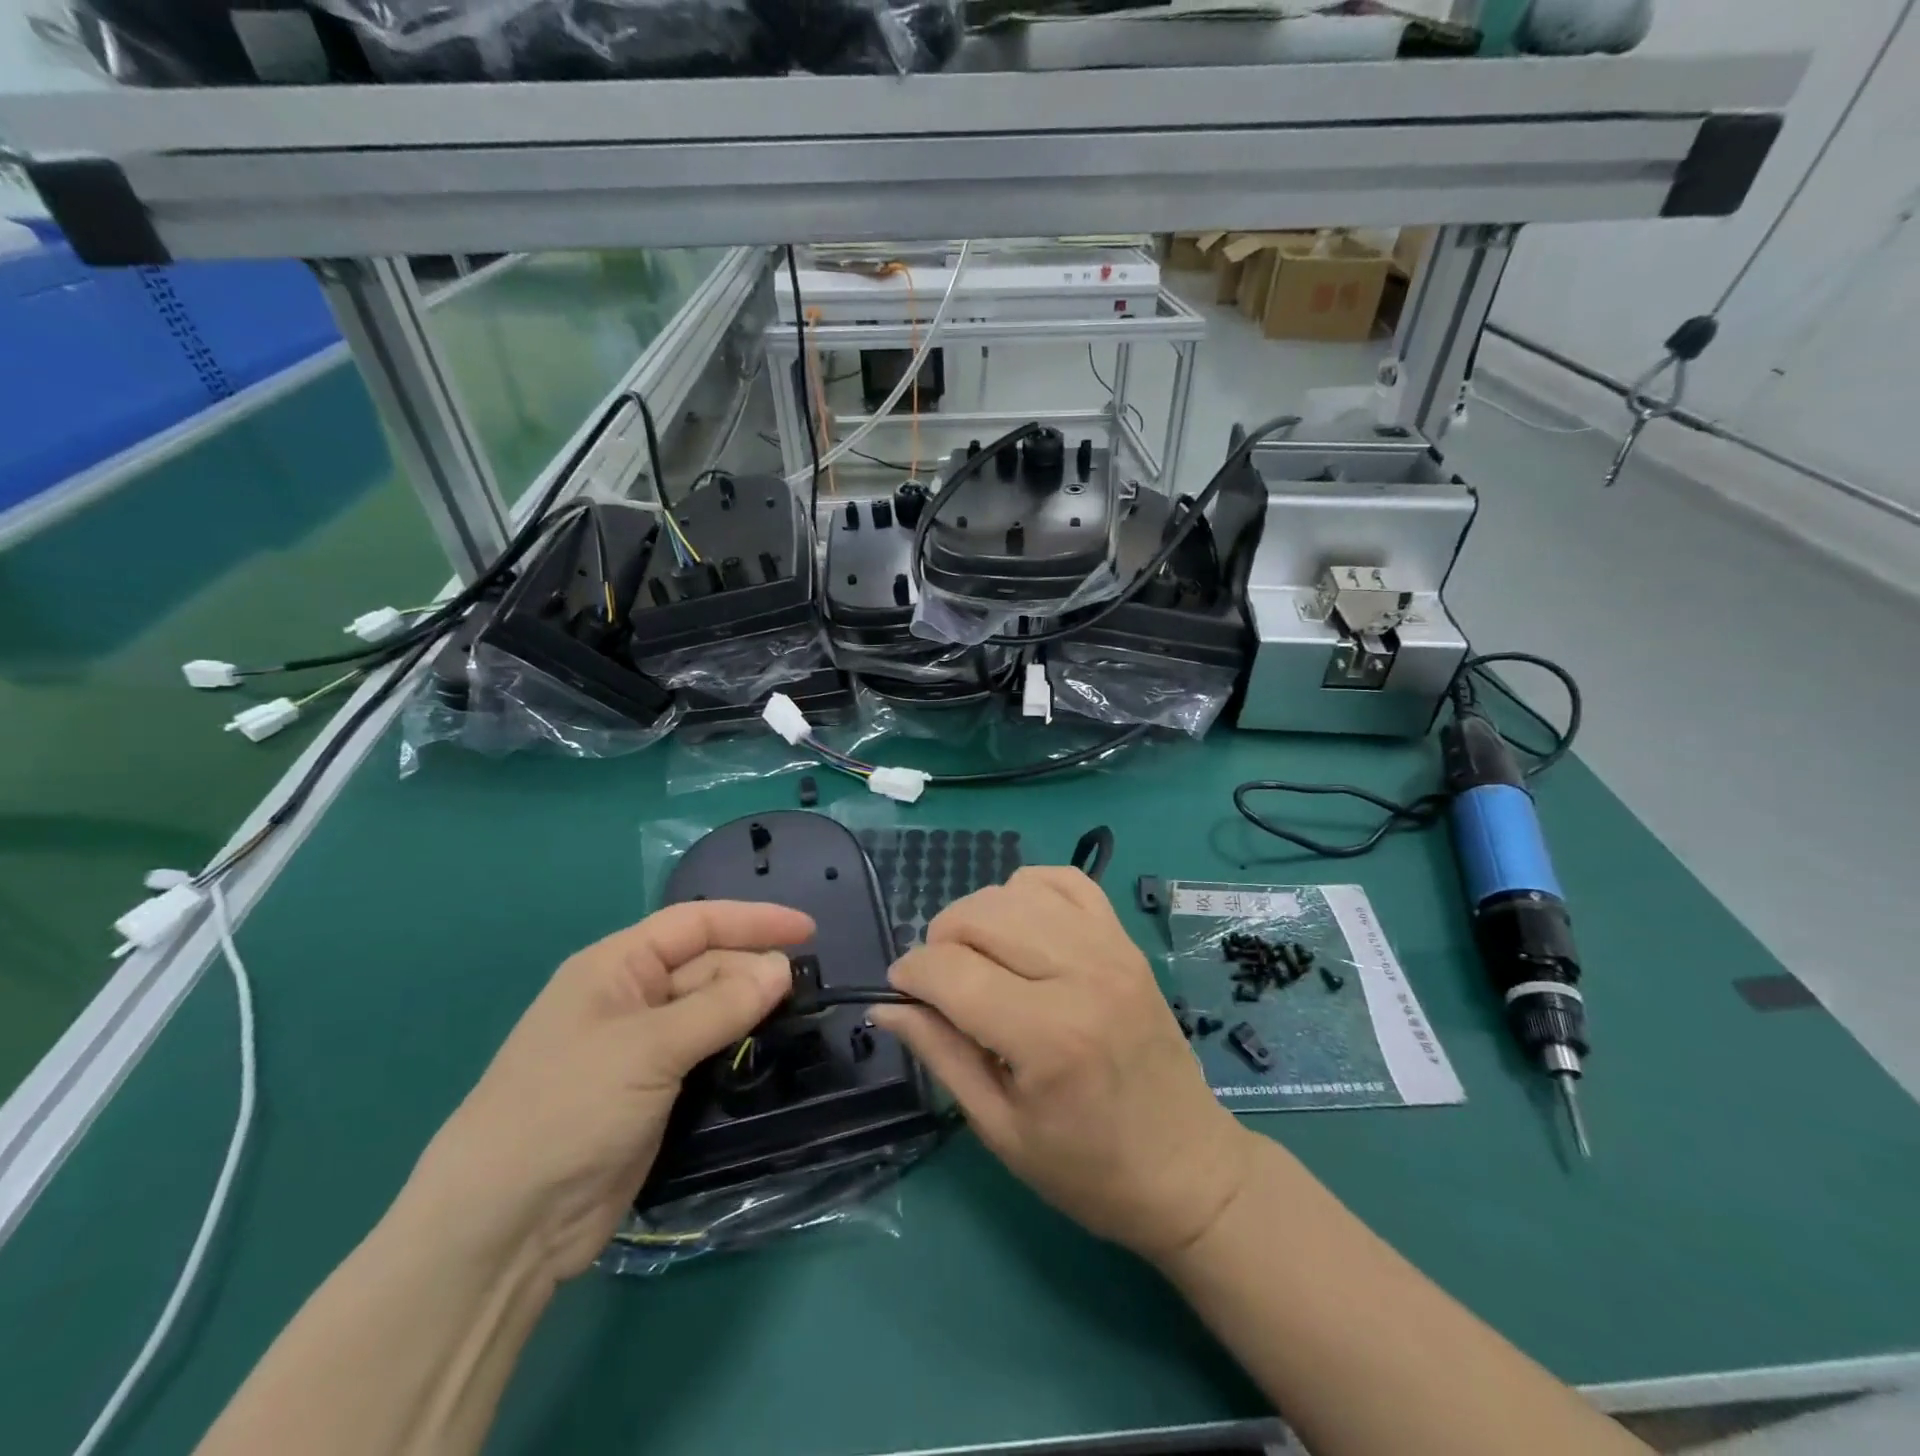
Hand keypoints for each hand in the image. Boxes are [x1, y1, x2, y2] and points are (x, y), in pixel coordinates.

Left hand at [409, 901, 812, 1281]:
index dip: (753, 921)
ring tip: (800, 1016)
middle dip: (754, 970)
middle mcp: (630, 998)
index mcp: (616, 967)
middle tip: (808, 990)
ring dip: (750, 1010)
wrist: (503, 1226)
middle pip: (707, 966)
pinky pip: (706, 1054)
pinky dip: (737, 1049)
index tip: (807, 931)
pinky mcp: (653, 1092)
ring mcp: (641, 1048)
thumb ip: (720, 1006)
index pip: (696, 924)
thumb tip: (782, 970)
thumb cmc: (567, 1110)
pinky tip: (768, 1053)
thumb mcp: (647, 1049)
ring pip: (710, 1011)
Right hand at [871, 867, 1253, 1261]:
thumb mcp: (1000, 1128)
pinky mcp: (1126, 940)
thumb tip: (885, 1007)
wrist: (1186, 1168)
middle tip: (940, 983)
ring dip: (979, 915)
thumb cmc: (1087, 1168)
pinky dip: (1029, 890)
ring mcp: (1110, 948)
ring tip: (979, 957)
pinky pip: (1066, 881)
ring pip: (1017, 890)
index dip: (910, 975)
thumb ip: (940, 1053)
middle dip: (940, 940)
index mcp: (1047, 1035)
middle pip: (980, 915)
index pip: (951, 971)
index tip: (901, 993)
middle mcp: (1080, 974)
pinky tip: (1021, 927)